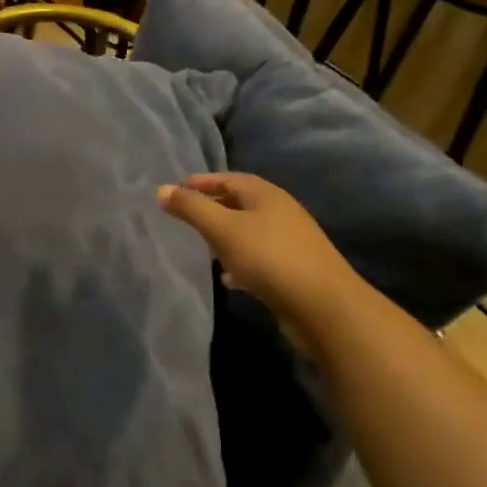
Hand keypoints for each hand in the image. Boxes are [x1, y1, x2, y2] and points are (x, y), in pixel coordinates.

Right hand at [157, 173, 370, 338]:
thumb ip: (191, 208)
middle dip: (213, 208)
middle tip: (185, 217)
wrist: (325, 307)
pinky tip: (228, 278)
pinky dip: (240, 262)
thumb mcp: (222, 228)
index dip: (202, 182)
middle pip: (240, 203)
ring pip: (250, 232)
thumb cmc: (269, 258)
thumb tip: (161, 189)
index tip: (176, 190)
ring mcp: (291, 242)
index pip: (229, 179)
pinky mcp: (294, 270)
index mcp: (266, 195)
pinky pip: (259, 258)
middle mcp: (281, 212)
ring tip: (202, 247)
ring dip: (226, 237)